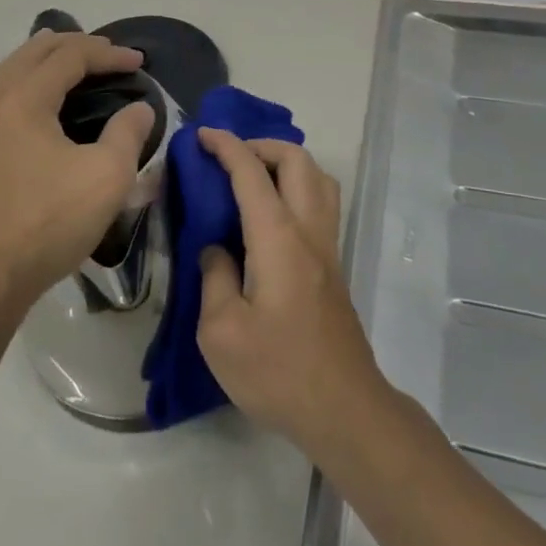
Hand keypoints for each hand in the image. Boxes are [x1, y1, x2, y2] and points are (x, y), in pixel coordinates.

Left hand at [0, 30, 154, 313]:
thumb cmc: (50, 221)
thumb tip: (139, 109)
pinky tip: (31, 100)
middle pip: (33, 53)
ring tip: (64, 57)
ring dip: (41, 58)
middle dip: (73, 45)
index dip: (108, 53)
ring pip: (8, 71)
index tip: (139, 62)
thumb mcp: (107, 176)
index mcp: (24, 99)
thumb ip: (128, 132)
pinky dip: (21, 81)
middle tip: (107, 52)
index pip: (70, 57)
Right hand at [195, 129, 386, 454]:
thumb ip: (214, 277)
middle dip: (261, 145)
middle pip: (297, 160)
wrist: (343, 410)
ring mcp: (328, 247)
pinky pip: (321, 203)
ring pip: (318, 178)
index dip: (226, 146)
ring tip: (253, 178)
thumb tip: (217, 249)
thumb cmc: (278, 372)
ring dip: (286, 163)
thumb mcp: (221, 332)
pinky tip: (271, 215)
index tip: (202, 136)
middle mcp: (309, 231)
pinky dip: (297, 187)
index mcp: (278, 238)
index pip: (251, 172)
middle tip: (228, 158)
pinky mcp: (334, 267)